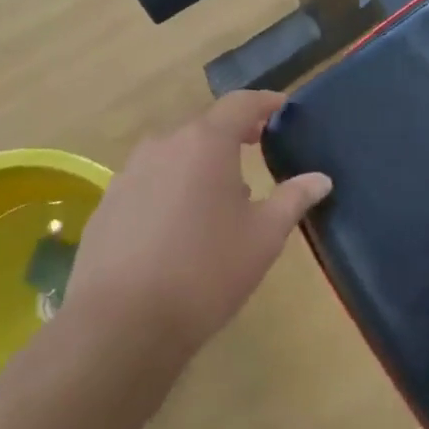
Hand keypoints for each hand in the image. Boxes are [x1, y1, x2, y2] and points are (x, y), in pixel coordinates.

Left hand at [62, 90, 331, 366]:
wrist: (120, 326)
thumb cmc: (206, 272)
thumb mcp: (263, 237)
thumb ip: (293, 199)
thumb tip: (321, 179)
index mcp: (206, 142)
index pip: (241, 103)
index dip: (265, 102)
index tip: (282, 107)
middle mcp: (164, 145)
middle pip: (205, 126)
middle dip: (233, 134)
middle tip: (257, 148)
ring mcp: (130, 173)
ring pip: (175, 153)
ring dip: (201, 162)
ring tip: (221, 194)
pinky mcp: (108, 203)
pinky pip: (150, 180)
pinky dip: (172, 186)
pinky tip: (180, 224)